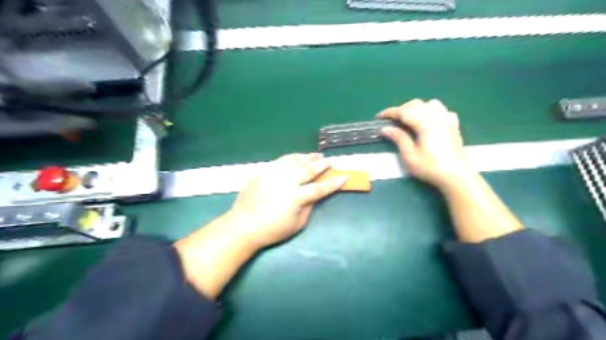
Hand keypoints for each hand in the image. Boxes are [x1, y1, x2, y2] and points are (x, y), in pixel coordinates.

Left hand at [232, 152, 345, 246]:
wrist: (243, 225)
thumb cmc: (271, 230)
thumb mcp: (296, 224)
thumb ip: (308, 207)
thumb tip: (314, 195)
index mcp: (295, 197)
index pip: (319, 188)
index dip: (333, 183)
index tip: (343, 177)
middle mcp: (286, 181)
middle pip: (308, 169)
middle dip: (321, 165)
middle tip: (330, 162)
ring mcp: (273, 174)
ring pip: (295, 160)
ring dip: (308, 157)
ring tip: (316, 155)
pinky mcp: (264, 171)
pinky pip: (281, 160)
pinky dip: (292, 157)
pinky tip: (297, 157)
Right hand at [377, 98, 472, 187]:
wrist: (456, 176)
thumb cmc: (430, 167)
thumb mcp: (410, 155)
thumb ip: (398, 138)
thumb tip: (385, 128)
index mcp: (424, 123)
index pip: (404, 112)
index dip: (390, 112)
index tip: (378, 117)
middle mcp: (436, 116)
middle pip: (416, 104)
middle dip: (401, 109)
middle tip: (392, 121)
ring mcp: (447, 120)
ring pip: (430, 104)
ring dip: (417, 108)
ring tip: (410, 119)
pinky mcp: (453, 125)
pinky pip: (442, 111)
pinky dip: (432, 112)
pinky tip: (429, 121)